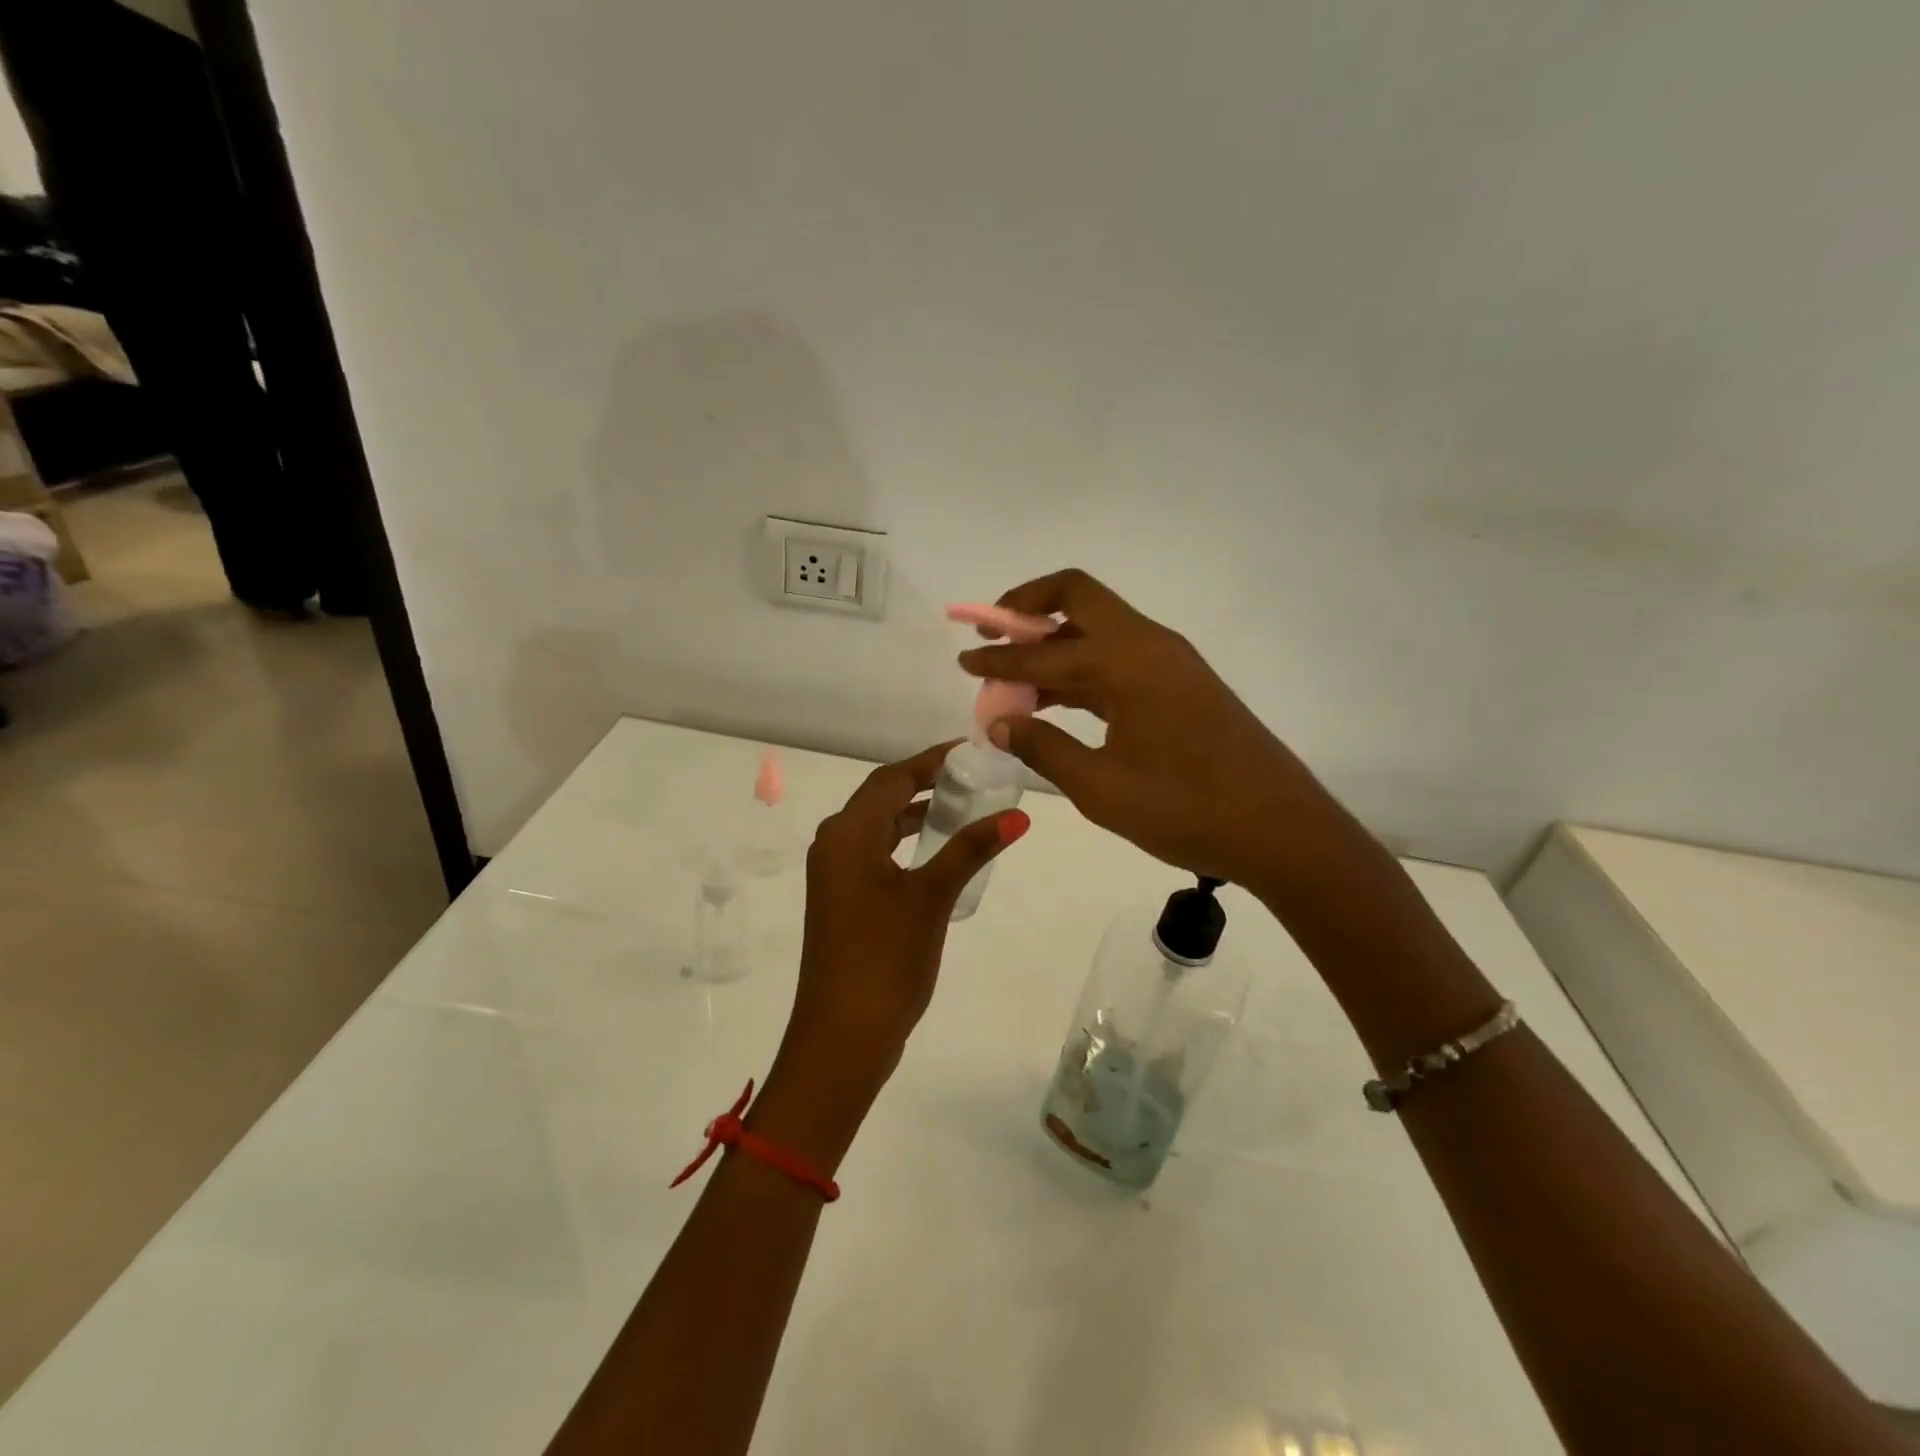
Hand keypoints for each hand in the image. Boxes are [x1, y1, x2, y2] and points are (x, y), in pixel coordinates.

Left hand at [756, 743, 1029, 1169]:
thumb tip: (1017, 814)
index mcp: (847, 833)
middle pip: (882, 797)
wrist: (841, 1037)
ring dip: (916, 814)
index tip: (972, 750)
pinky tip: (938, 852)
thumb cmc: (884, 959)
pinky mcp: (842, 900)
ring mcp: (834, 875)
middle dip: (925, 783)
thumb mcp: (931, 897)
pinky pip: (876, 853)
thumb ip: (970, 849)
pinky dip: (906, 843)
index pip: (892, 778)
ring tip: (964, 807)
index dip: (931, 760)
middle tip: (975, 776)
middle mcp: (833, 844)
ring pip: (879, 827)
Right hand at [957, 569, 1362, 902]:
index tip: (964, 663)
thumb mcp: (1102, 788)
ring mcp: (1169, 661)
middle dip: (1028, 607)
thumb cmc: (1187, 810)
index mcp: (1127, 662)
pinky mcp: (1181, 683)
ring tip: (1012, 677)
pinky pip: (1118, 657)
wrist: (1282, 830)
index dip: (997, 659)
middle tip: (992, 633)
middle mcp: (1149, 644)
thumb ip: (1043, 748)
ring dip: (1053, 643)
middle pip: (1078, 597)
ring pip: (1098, 629)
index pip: (1044, 651)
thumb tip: (998, 721)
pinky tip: (1055, 699)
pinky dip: (1081, 667)